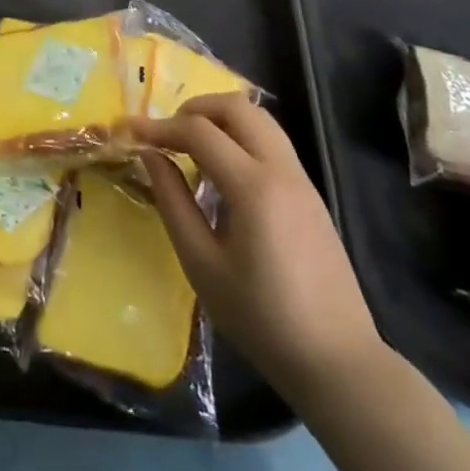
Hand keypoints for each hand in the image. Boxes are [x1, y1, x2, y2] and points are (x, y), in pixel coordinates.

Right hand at [132, 93, 383, 406]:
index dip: (159, 126)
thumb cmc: (262, 319)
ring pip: (259, 118)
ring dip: (220, 119)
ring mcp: (301, 179)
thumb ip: (173, 203)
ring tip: (191, 145)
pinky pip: (271, 142)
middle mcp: (281, 170)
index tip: (130, 132)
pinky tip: (221, 171)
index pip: (199, 131)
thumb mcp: (203, 265)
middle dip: (194, 109)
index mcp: (254, 187)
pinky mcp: (310, 194)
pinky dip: (240, 137)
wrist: (339, 363)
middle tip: (166, 133)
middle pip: (236, 107)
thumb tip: (150, 156)